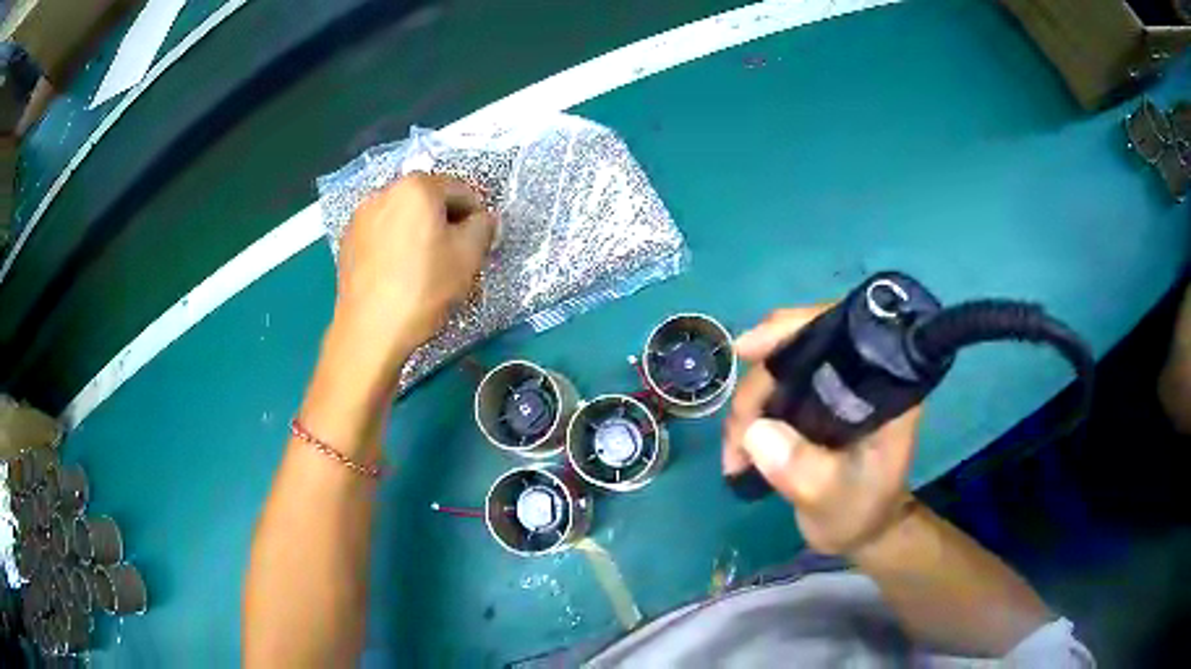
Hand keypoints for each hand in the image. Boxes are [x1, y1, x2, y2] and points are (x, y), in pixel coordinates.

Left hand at [332, 173, 494, 367]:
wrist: (370, 329)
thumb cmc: (424, 288)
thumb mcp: (469, 256)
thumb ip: (484, 226)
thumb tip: (483, 219)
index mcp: (418, 187)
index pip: (461, 191)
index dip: (477, 216)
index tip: (479, 244)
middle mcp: (385, 191)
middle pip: (428, 200)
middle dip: (445, 222)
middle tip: (453, 256)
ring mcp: (361, 215)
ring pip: (403, 216)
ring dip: (418, 231)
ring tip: (423, 266)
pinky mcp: (348, 239)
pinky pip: (382, 232)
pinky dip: (395, 243)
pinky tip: (398, 273)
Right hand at [723, 307, 920, 555]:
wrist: (866, 529)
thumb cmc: (861, 512)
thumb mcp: (833, 501)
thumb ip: (802, 471)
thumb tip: (756, 432)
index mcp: (883, 385)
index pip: (842, 330)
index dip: (794, 329)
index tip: (748, 350)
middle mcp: (861, 372)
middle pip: (800, 345)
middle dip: (758, 385)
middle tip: (736, 438)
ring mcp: (837, 382)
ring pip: (780, 366)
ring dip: (749, 403)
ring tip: (735, 454)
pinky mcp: (818, 396)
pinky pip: (776, 385)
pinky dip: (753, 410)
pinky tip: (740, 442)